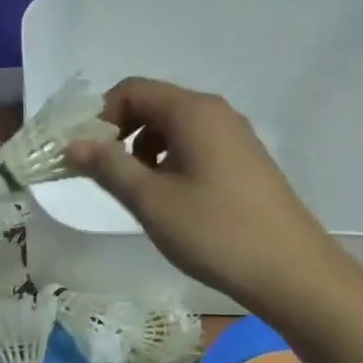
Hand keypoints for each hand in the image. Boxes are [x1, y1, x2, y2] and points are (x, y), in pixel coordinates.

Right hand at [65, 78, 334, 311]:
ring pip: (174, 127)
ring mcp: (235, 136)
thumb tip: (71, 144)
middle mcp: (216, 112)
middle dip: (120, 133)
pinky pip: (196, 145)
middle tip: (105, 174)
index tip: (86, 155)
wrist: (292, 272)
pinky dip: (170, 160)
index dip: (100, 116)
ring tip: (138, 191)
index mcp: (193, 112)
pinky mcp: (245, 160)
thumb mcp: (150, 200)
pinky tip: (172, 199)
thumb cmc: (215, 232)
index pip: (132, 90)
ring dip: (144, 149)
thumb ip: (107, 166)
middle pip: (153, 104)